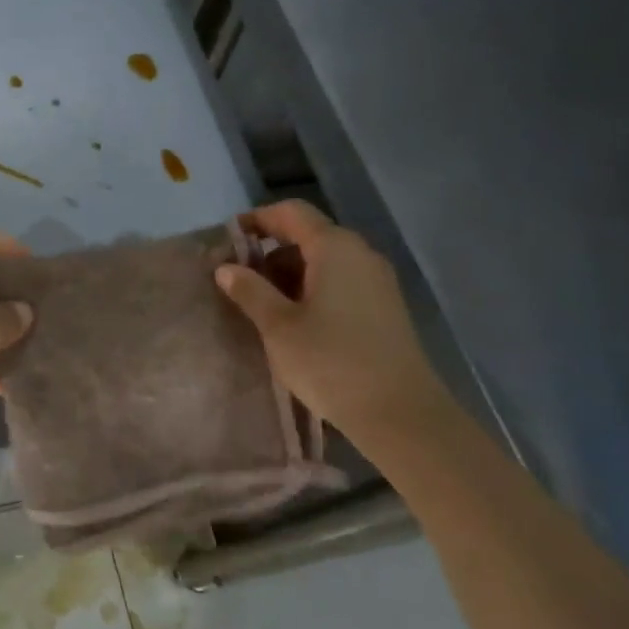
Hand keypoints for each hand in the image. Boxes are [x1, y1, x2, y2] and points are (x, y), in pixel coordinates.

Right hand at [214, 201, 451, 444]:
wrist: (402, 415)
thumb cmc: (332, 362)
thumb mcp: (279, 327)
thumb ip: (250, 291)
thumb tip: (226, 268)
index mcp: (335, 247)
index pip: (290, 212)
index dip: (257, 220)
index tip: (227, 242)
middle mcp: (360, 254)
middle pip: (308, 235)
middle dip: (270, 252)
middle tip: (239, 281)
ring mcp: (377, 281)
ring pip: (325, 261)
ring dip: (290, 275)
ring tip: (262, 307)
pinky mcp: (384, 308)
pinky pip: (341, 282)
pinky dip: (312, 290)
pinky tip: (295, 323)